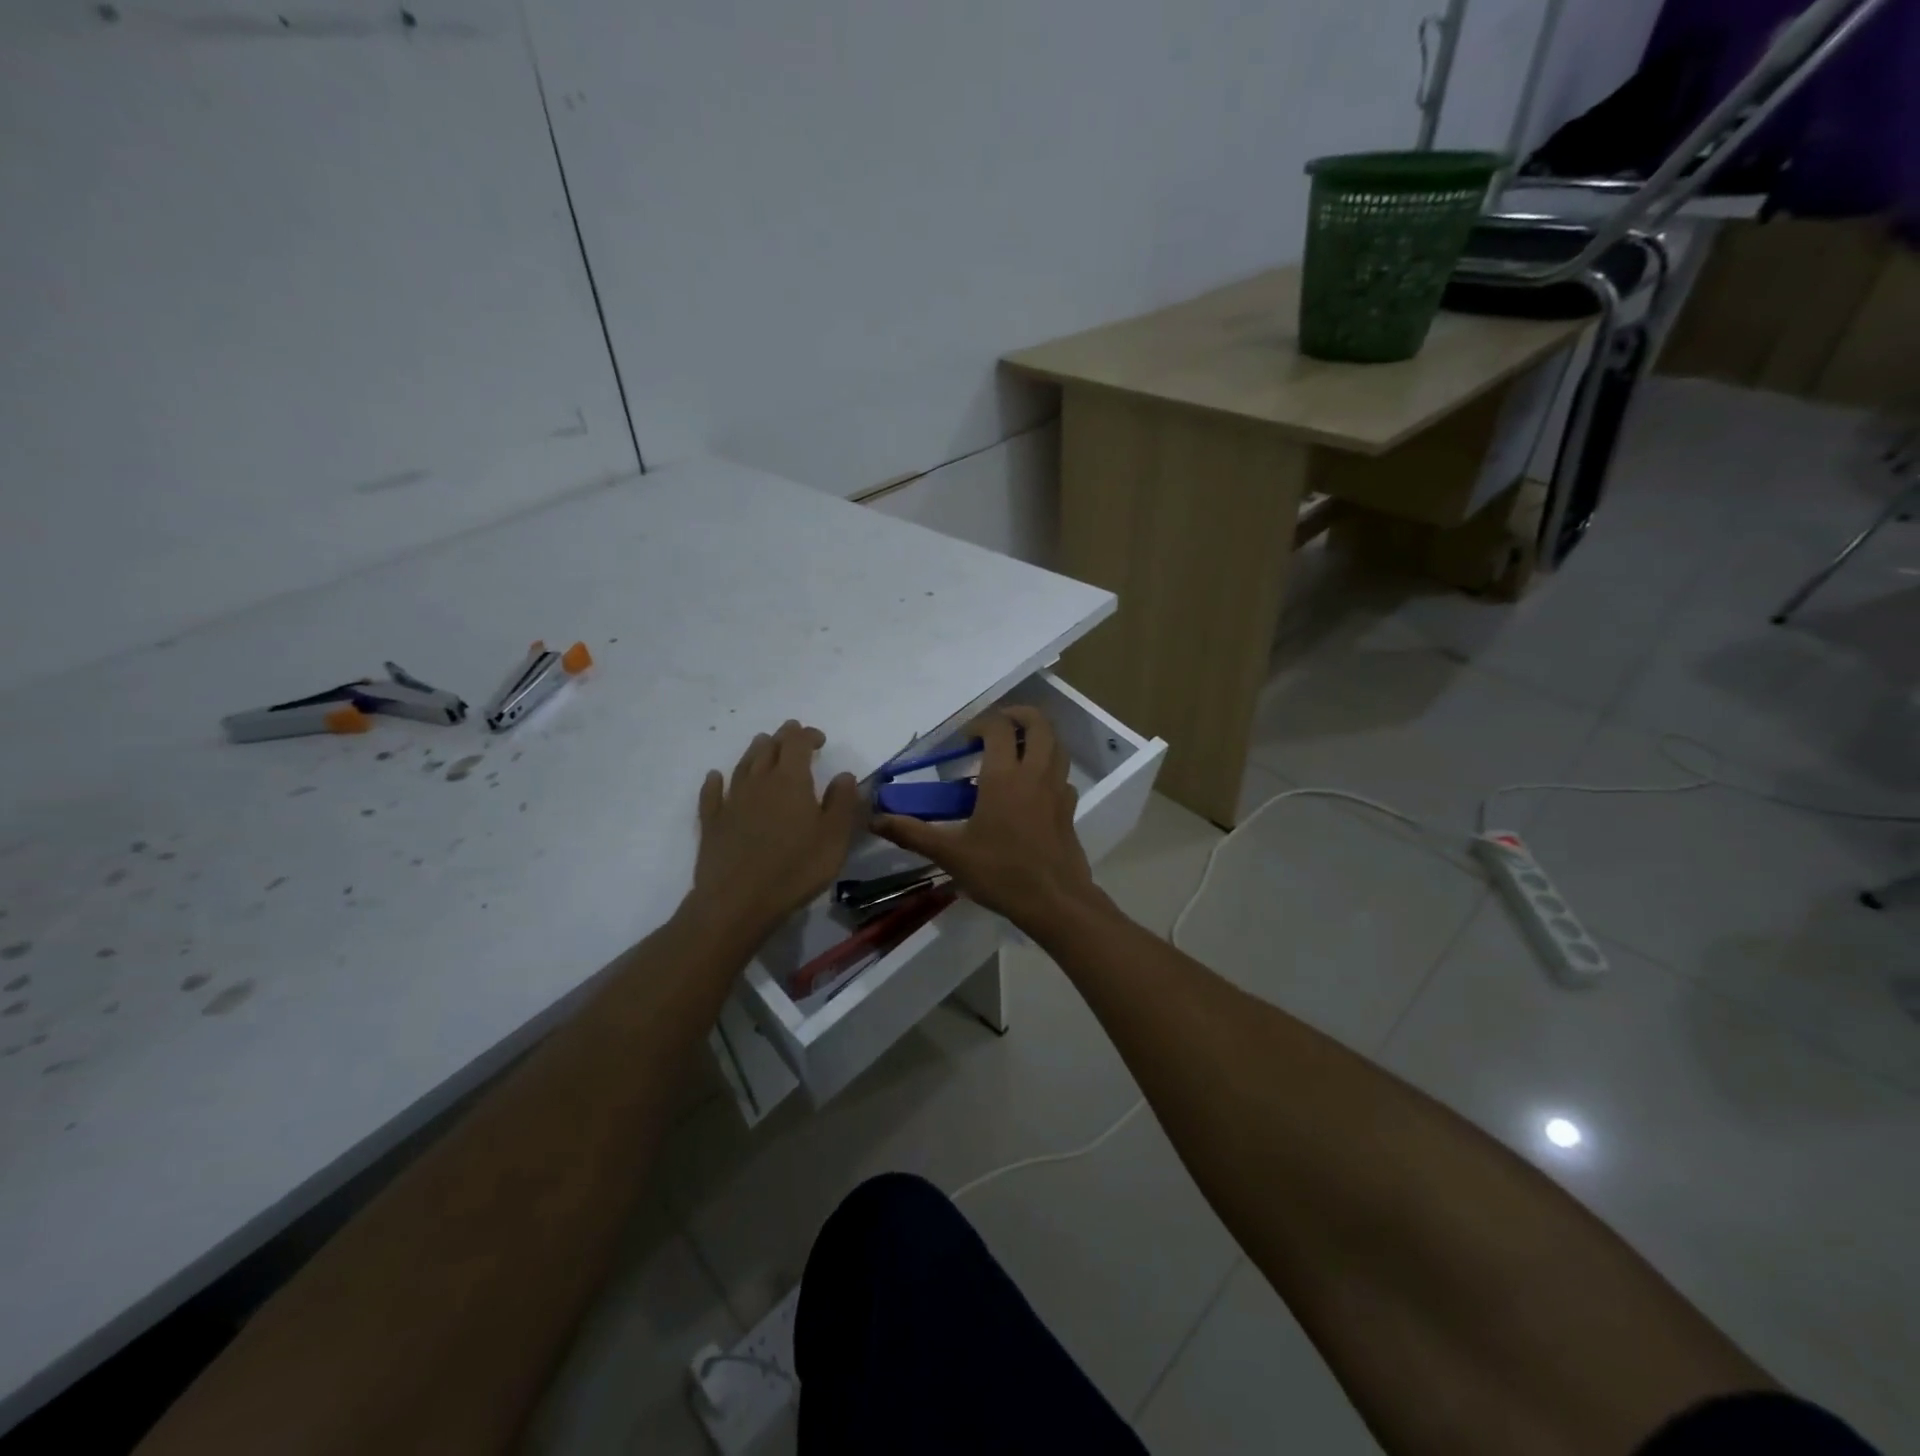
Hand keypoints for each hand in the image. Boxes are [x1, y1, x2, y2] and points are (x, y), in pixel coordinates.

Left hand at [685, 720, 860, 942]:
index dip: (808, 735)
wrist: (738, 902)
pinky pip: (712, 794)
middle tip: (792, 734)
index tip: (820, 740)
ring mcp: (731, 801)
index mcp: (791, 780)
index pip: (797, 744)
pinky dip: (715, 782)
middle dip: (782, 738)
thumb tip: (845, 775)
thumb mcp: (834, 837)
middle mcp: (759, 782)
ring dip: (754, 751)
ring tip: (762, 744)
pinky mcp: (712, 823)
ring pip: (742, 765)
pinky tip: (715, 777)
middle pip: (769, 749)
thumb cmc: (796, 868)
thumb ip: (842, 802)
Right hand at [871, 707, 1104, 931]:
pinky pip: (1063, 775)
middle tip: (999, 725)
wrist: (1054, 902)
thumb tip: (875, 820)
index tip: (966, 740)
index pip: (998, 729)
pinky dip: (1050, 769)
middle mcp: (1035, 774)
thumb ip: (912, 833)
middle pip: (1039, 724)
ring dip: (1039, 737)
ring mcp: (1057, 790)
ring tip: (1018, 748)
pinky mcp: (1069, 809)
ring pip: (1057, 745)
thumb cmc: (1001, 873)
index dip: (982, 724)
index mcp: (1004, 777)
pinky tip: (1034, 787)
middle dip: (1019, 715)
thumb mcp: (950, 854)